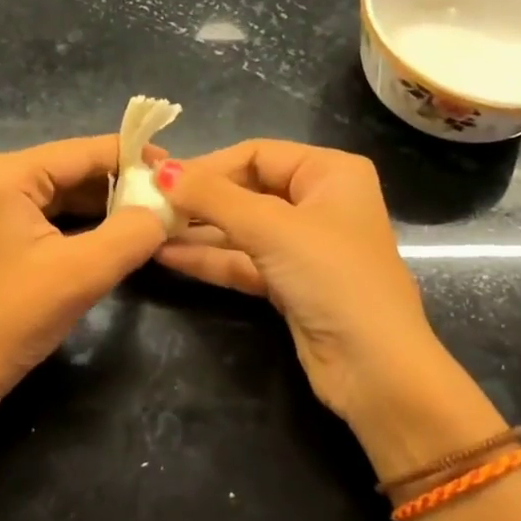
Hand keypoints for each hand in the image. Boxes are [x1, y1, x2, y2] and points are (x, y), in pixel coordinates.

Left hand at [0, 135, 167, 418]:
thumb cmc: (13, 317)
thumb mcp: (82, 273)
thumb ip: (133, 232)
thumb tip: (168, 207)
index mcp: (4, 174)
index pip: (82, 151)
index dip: (134, 157)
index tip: (176, 171)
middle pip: (70, 169)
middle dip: (120, 186)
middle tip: (168, 202)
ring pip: (60, 193)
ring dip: (103, 207)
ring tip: (150, 218)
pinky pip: (45, 214)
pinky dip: (79, 224)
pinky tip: (113, 236)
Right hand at [153, 141, 501, 464]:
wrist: (373, 367)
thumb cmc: (331, 277)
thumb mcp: (271, 228)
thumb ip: (212, 197)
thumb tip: (160, 169)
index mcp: (330, 173)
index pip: (256, 154)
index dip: (207, 165)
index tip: (159, 178)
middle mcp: (319, 202)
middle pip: (247, 190)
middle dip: (199, 200)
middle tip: (147, 204)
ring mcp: (304, 246)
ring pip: (241, 229)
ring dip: (197, 231)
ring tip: (146, 229)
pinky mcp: (289, 284)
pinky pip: (243, 260)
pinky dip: (209, 259)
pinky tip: (166, 256)